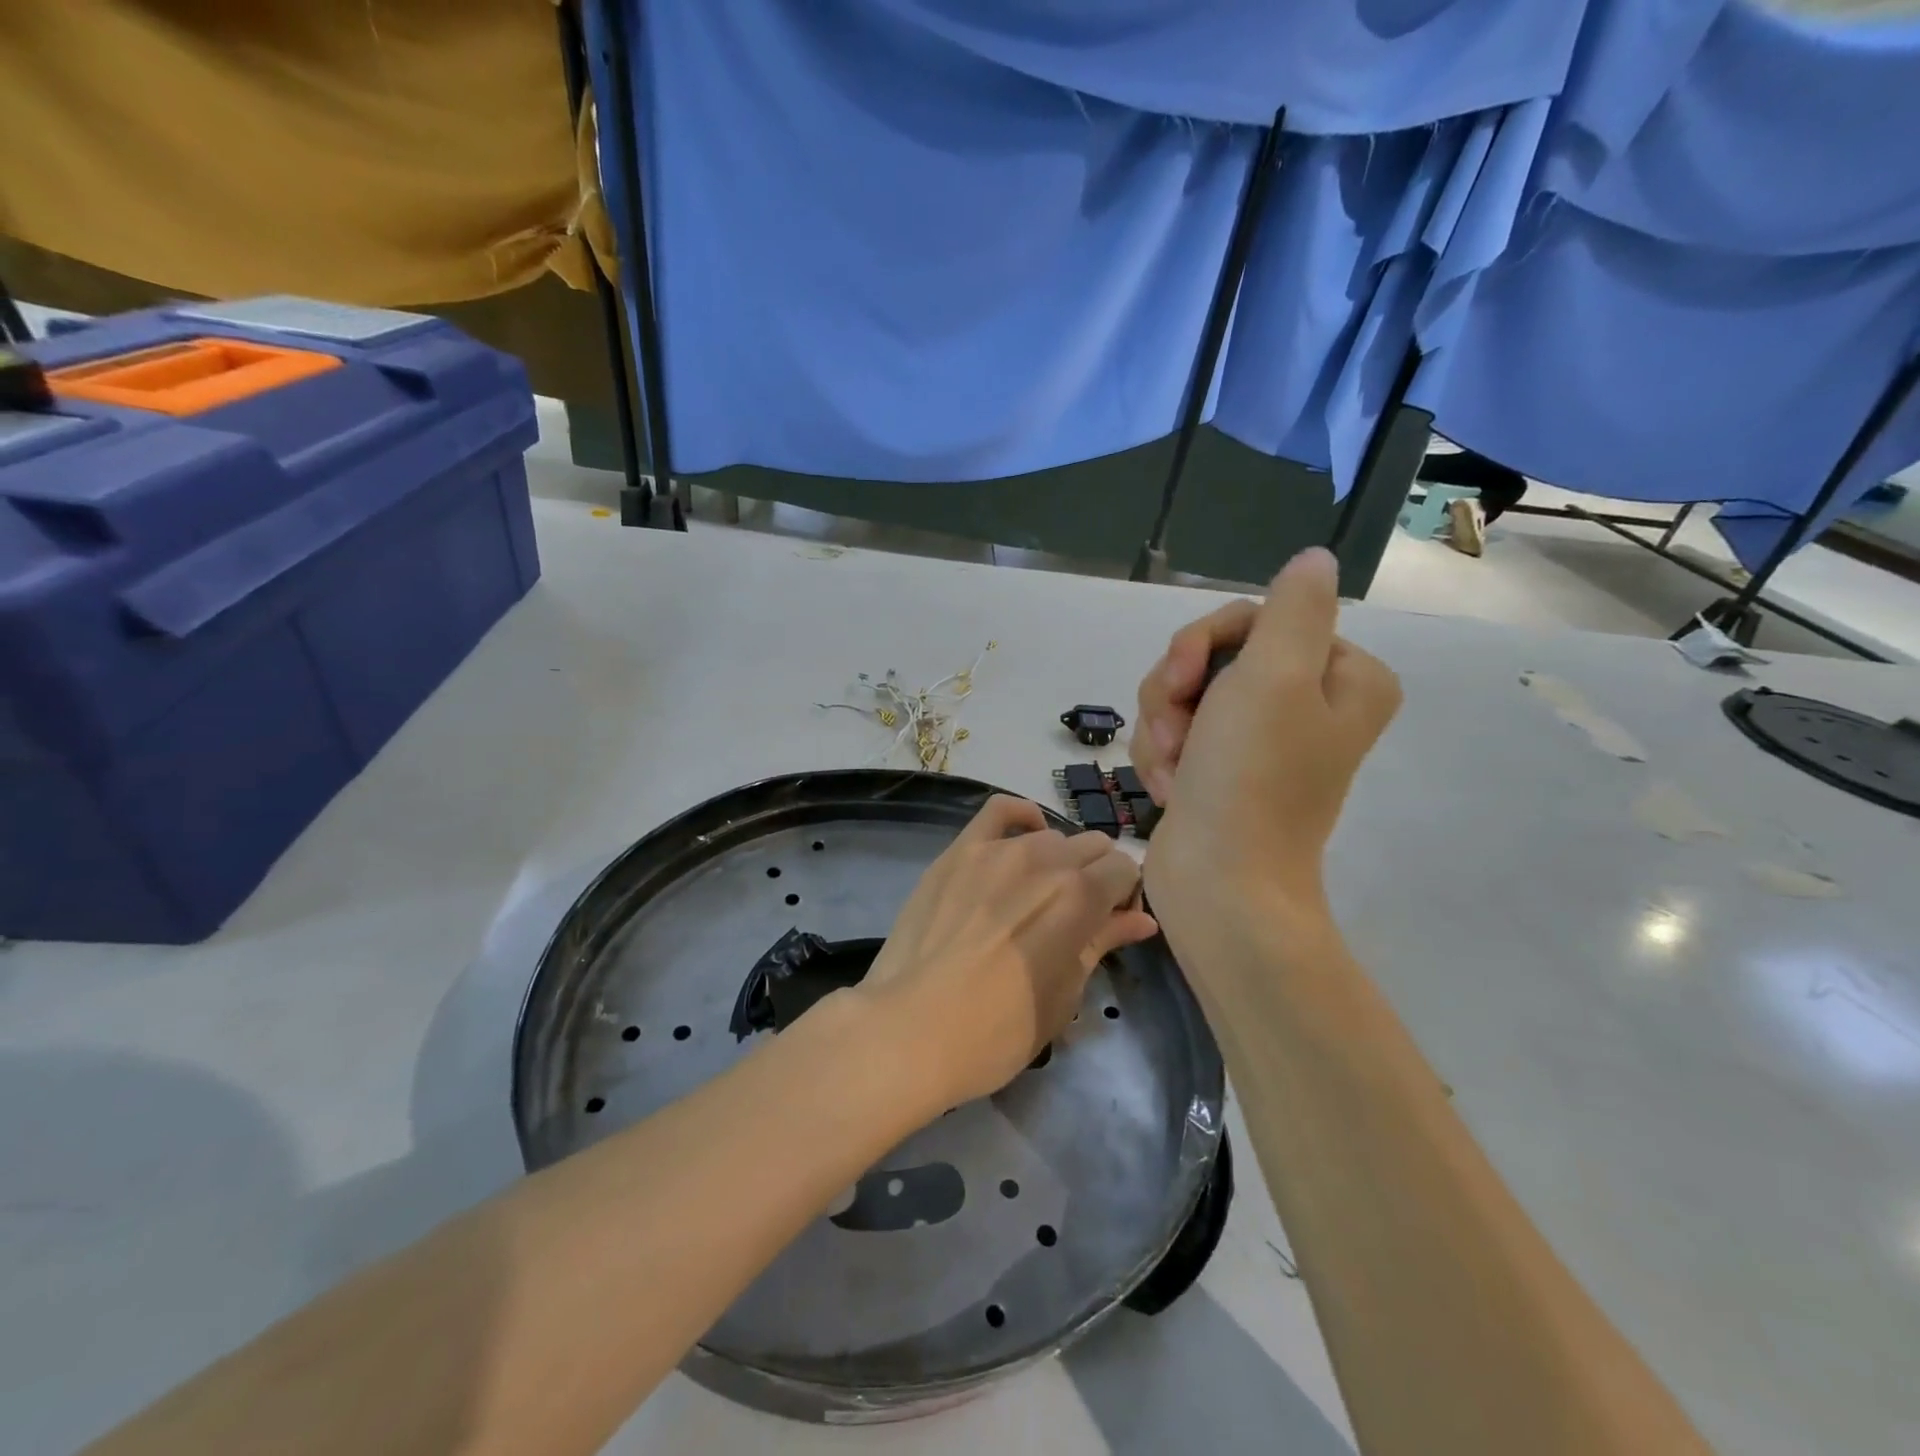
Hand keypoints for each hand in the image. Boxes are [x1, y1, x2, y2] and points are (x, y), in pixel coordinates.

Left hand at [855, 796, 1157, 1108]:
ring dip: (1058, 860)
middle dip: (1097, 877)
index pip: (1124, 869)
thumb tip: (1142, 920)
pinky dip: (1020, 818)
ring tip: (1039, 894)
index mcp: (1080, 896)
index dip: (1125, 897)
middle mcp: (1045, 858)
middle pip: (1092, 846)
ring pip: (1050, 836)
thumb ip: (1103, 943)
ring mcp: (998, 850)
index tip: (1111, 924)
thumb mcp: (1064, 993)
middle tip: (1078, 916)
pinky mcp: (959, 850)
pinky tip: (1023, 838)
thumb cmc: (998, 1031)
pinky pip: (999, 811)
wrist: (911, 1029)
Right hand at [1133, 547, 1400, 956]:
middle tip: (1173, 731)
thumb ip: (1294, 608)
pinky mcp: (1218, 769)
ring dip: (1162, 728)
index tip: (1182, 676)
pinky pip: (1173, 734)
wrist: (1220, 885)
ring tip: (1170, 770)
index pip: (1255, 618)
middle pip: (1213, 656)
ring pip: (1184, 694)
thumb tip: (1314, 559)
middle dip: (1176, 691)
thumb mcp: (1276, 676)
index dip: (1205, 642)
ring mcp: (1258, 739)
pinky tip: (1168, 789)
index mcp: (1341, 676)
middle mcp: (1307, 703)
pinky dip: (1160, 758)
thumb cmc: (1250, 779)